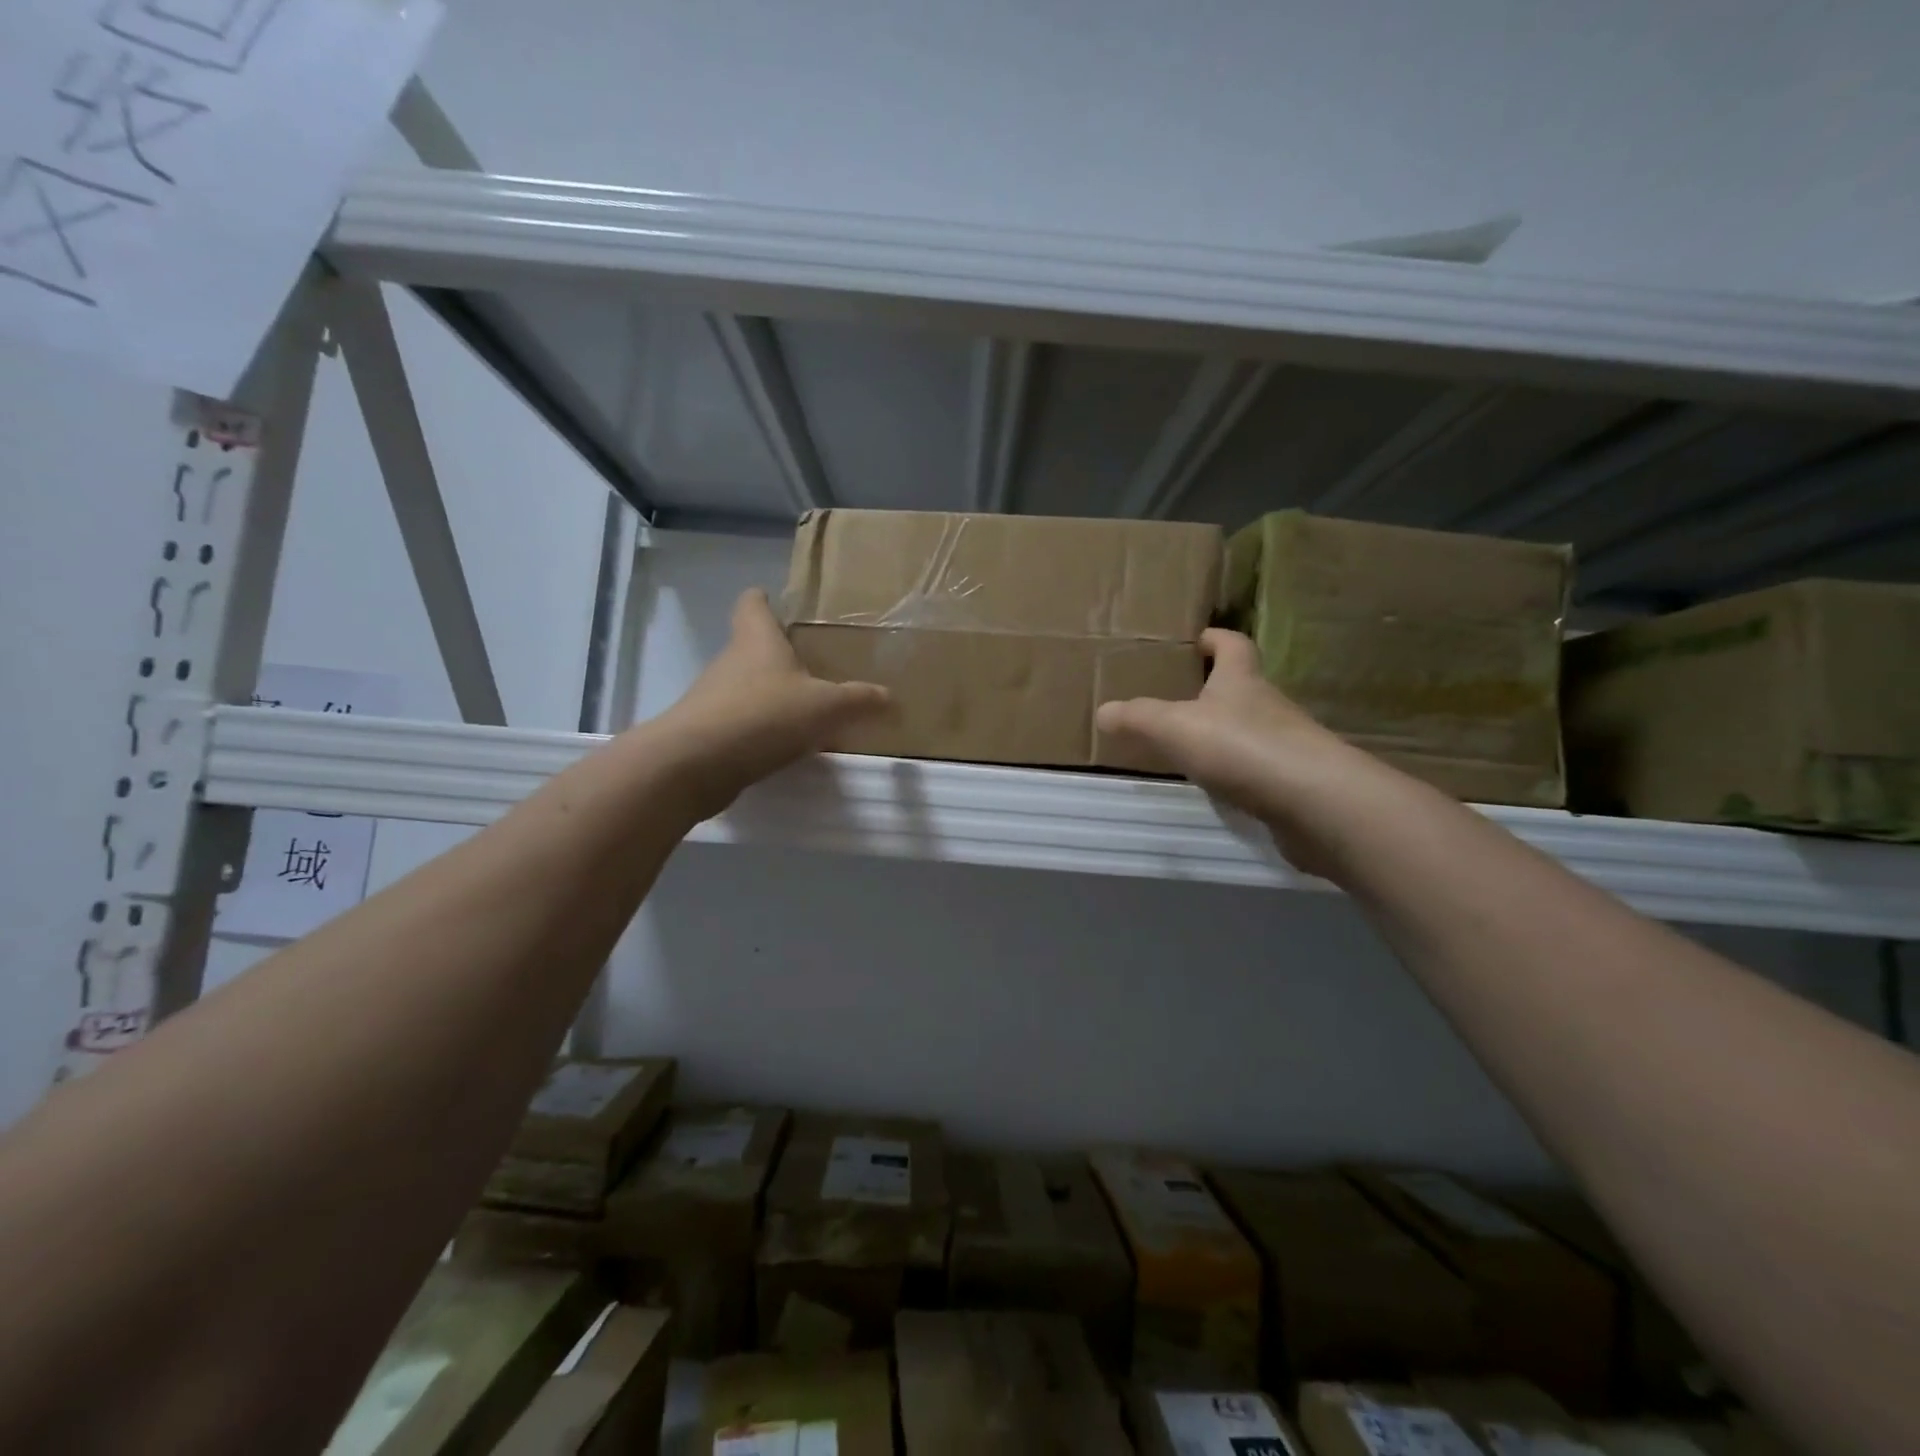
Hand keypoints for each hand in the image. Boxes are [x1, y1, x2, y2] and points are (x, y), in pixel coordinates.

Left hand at [655, 590, 887, 817]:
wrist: (695, 764)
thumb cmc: (764, 716)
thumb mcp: (825, 707)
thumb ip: (860, 700)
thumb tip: (891, 697)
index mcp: (757, 639)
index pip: (753, 602)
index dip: (765, 600)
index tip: (781, 604)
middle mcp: (731, 661)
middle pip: (753, 647)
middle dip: (781, 655)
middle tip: (816, 667)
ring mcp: (714, 696)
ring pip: (748, 686)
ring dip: (773, 696)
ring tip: (808, 712)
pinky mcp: (708, 731)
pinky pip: (742, 721)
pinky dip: (762, 729)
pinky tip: (786, 747)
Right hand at [1096, 629, 1372, 871]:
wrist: (1314, 801)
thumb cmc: (1241, 747)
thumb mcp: (1174, 727)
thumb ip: (1137, 718)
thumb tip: (1103, 711)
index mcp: (1241, 679)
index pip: (1232, 645)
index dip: (1215, 638)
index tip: (1198, 639)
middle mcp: (1268, 705)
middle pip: (1242, 686)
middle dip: (1214, 688)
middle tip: (1178, 697)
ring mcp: (1286, 744)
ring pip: (1250, 728)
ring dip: (1224, 733)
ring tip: (1188, 745)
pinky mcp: (1293, 782)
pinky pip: (1258, 767)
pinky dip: (1237, 771)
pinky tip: (1216, 786)